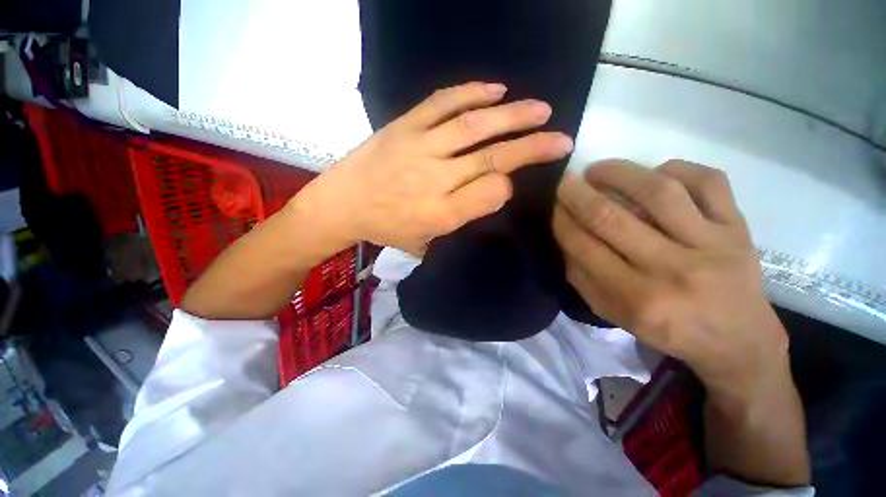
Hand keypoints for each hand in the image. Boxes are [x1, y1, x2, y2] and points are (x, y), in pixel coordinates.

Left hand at [295, 82, 573, 255]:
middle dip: (531, 147)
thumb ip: (459, 218)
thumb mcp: (425, 240)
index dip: (507, 185)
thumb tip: (492, 189)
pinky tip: (496, 90)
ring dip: (512, 116)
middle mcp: (434, 181)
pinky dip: (471, 94)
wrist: (342, 204)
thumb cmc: (386, 228)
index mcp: (440, 215)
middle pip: (491, 159)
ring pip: (473, 128)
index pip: (491, 193)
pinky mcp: (403, 127)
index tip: (509, 182)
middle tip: (561, 138)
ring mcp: (418, 148)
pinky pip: (441, 104)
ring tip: (540, 110)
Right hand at [553, 159, 788, 397]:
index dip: (562, 221)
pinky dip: (677, 168)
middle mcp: (673, 269)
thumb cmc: (667, 330)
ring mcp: (711, 244)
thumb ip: (582, 277)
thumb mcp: (613, 314)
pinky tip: (656, 172)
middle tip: (564, 181)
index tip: (552, 206)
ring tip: (598, 169)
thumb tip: (564, 237)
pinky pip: (709, 181)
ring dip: (619, 173)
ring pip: (659, 192)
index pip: (584, 247)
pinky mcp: (738, 227)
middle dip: (578, 195)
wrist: (738, 340)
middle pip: (613, 218)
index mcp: (637, 298)